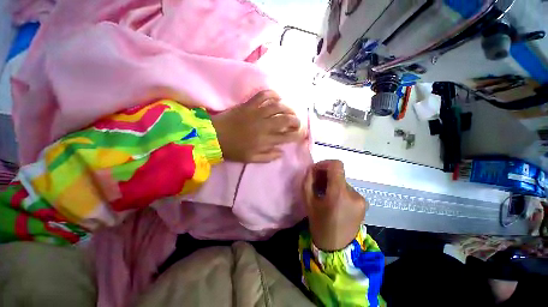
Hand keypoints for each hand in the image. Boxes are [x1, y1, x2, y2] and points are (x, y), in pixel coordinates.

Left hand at [212, 90, 303, 162]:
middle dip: (296, 120)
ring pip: (278, 106)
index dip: (297, 135)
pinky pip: (263, 95)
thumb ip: (268, 157)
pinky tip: (277, 97)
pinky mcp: (249, 105)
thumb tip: (282, 152)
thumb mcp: (251, 158)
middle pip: (286, 119)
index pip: (287, 136)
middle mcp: (264, 125)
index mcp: (265, 140)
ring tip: (290, 111)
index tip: (300, 134)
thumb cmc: (233, 149)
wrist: (214, 136)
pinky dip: (272, 94)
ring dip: (288, 108)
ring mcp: (256, 113)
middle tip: (297, 122)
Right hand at [303, 160, 367, 250]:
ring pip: (343, 182)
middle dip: (326, 175)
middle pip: (339, 173)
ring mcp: (361, 199)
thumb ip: (308, 181)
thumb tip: (311, 168)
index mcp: (339, 194)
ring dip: (332, 183)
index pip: (336, 165)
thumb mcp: (308, 201)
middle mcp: (354, 194)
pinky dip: (339, 190)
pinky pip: (348, 190)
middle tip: (316, 183)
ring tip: (324, 193)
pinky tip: (333, 200)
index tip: (316, 171)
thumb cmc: (319, 224)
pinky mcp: (363, 203)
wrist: (336, 248)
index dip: (324, 164)